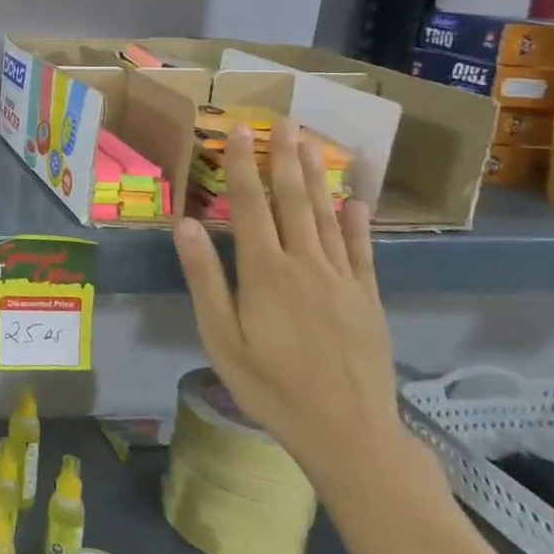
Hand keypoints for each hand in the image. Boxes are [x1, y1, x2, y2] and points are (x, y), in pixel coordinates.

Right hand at [171, 118, 412, 501]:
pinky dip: (357, 223)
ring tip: (311, 143)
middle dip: (285, 157)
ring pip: (327, 216)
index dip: (242, 164)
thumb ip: (205, 279)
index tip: (239, 129)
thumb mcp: (221, 337)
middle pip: (294, 200)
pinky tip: (356, 201)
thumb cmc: (270, 386)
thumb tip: (186, 225)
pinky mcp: (367, 298)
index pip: (250, 205)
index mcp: (265, 272)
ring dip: (317, 177)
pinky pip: (362, 250)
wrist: (348, 433)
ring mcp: (342, 279)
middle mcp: (305, 264)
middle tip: (284, 120)